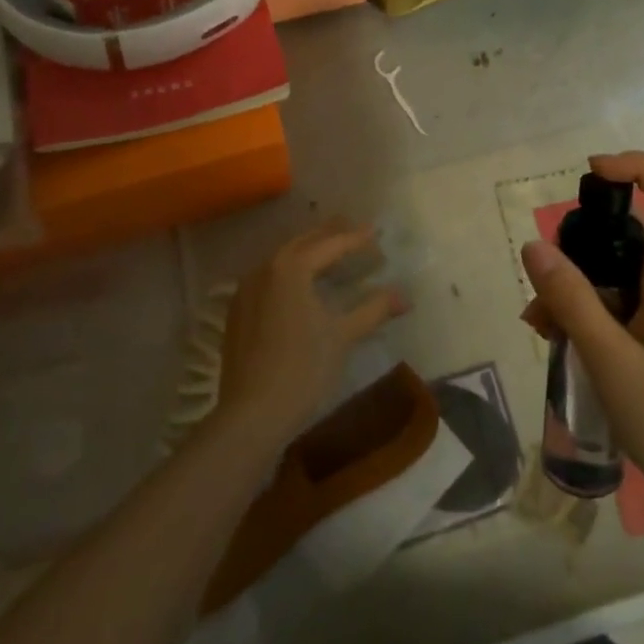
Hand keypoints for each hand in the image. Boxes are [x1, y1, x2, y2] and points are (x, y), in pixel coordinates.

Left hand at [215, 222, 406, 446]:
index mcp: (291, 267)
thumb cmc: (303, 368)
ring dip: (308, 251)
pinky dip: (289, 272)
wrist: (252, 414)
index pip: (331, 245)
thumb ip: (374, 309)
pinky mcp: (238, 311)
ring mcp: (246, 289)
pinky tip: (300, 283)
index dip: (356, 238)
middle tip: (352, 229)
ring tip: (329, 250)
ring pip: (282, 259)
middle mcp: (265, 269)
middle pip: (303, 243)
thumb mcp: (343, 335)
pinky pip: (269, 278)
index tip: (376, 232)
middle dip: (329, 235)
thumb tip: (404, 296)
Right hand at [521, 152, 643, 525]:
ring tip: (539, 323)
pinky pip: (616, 303)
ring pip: (617, 270)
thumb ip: (571, 300)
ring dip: (574, 284)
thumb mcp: (610, 360)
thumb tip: (534, 244)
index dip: (641, 166)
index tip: (593, 173)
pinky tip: (554, 339)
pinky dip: (583, 311)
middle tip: (547, 272)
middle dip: (584, 239)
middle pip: (635, 228)